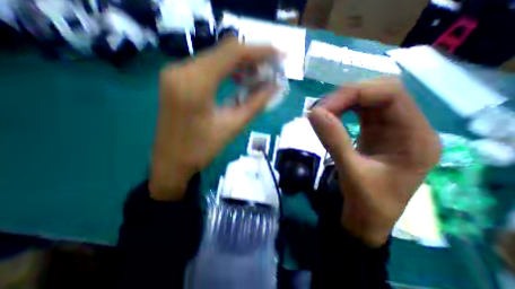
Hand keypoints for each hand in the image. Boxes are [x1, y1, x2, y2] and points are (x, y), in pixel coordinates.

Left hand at [146, 39, 279, 200]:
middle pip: (224, 51)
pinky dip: (227, 70)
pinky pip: (207, 66)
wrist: (170, 161)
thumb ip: (256, 103)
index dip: (259, 50)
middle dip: (252, 57)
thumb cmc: (200, 150)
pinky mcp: (177, 78)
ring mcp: (176, 72)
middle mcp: (181, 69)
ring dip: (240, 64)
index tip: (279, 54)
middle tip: (272, 67)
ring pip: (216, 57)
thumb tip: (275, 86)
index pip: (232, 53)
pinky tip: (240, 79)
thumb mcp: (232, 127)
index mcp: (195, 83)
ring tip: (259, 74)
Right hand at [307, 76, 439, 245]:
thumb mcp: (351, 173)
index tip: (324, 108)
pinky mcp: (375, 131)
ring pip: (368, 99)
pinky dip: (342, 109)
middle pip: (379, 92)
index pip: (390, 93)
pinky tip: (329, 116)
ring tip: (321, 113)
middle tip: (320, 110)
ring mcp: (391, 128)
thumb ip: (333, 140)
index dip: (355, 94)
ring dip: (342, 102)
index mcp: (415, 137)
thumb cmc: (367, 204)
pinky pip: (360, 110)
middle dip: (346, 96)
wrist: (368, 219)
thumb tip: (313, 113)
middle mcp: (408, 126)